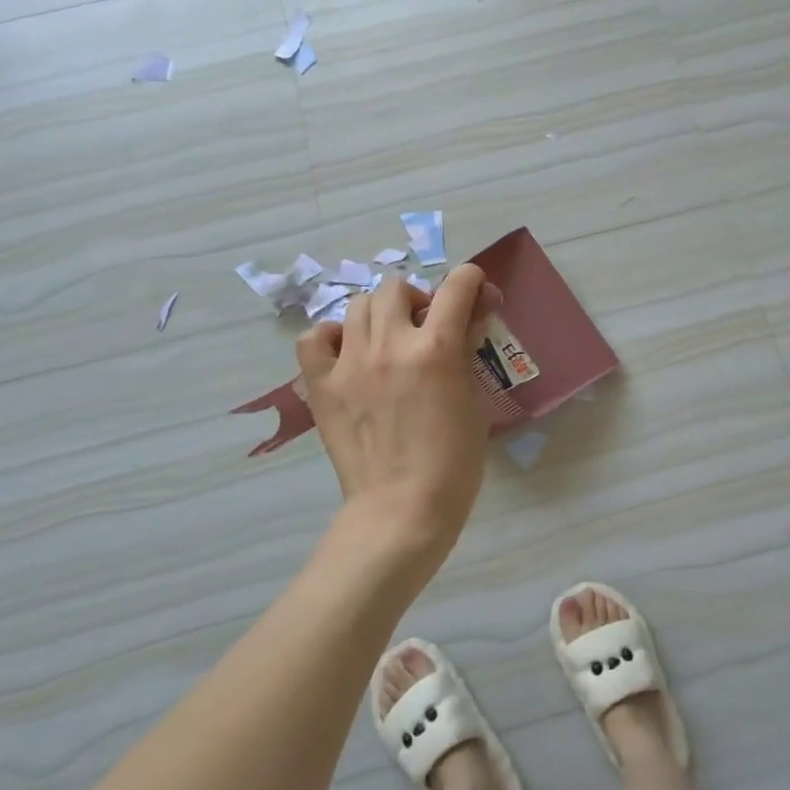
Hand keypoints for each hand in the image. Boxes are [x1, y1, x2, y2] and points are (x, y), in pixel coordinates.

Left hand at [296, 265, 502, 570]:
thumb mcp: (474, 400)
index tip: (475, 291)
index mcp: (436, 348)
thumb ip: (468, 352)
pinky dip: (331, 337)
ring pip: (358, 305)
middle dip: (417, 299)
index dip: (471, 280)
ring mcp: (350, 363)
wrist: (402, 510)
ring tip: (387, 341)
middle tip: (425, 327)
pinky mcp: (322, 385)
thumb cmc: (453, 462)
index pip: (456, 286)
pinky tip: (347, 354)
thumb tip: (470, 317)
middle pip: (396, 287)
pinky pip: (314, 338)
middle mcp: (390, 344)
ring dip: (379, 314)